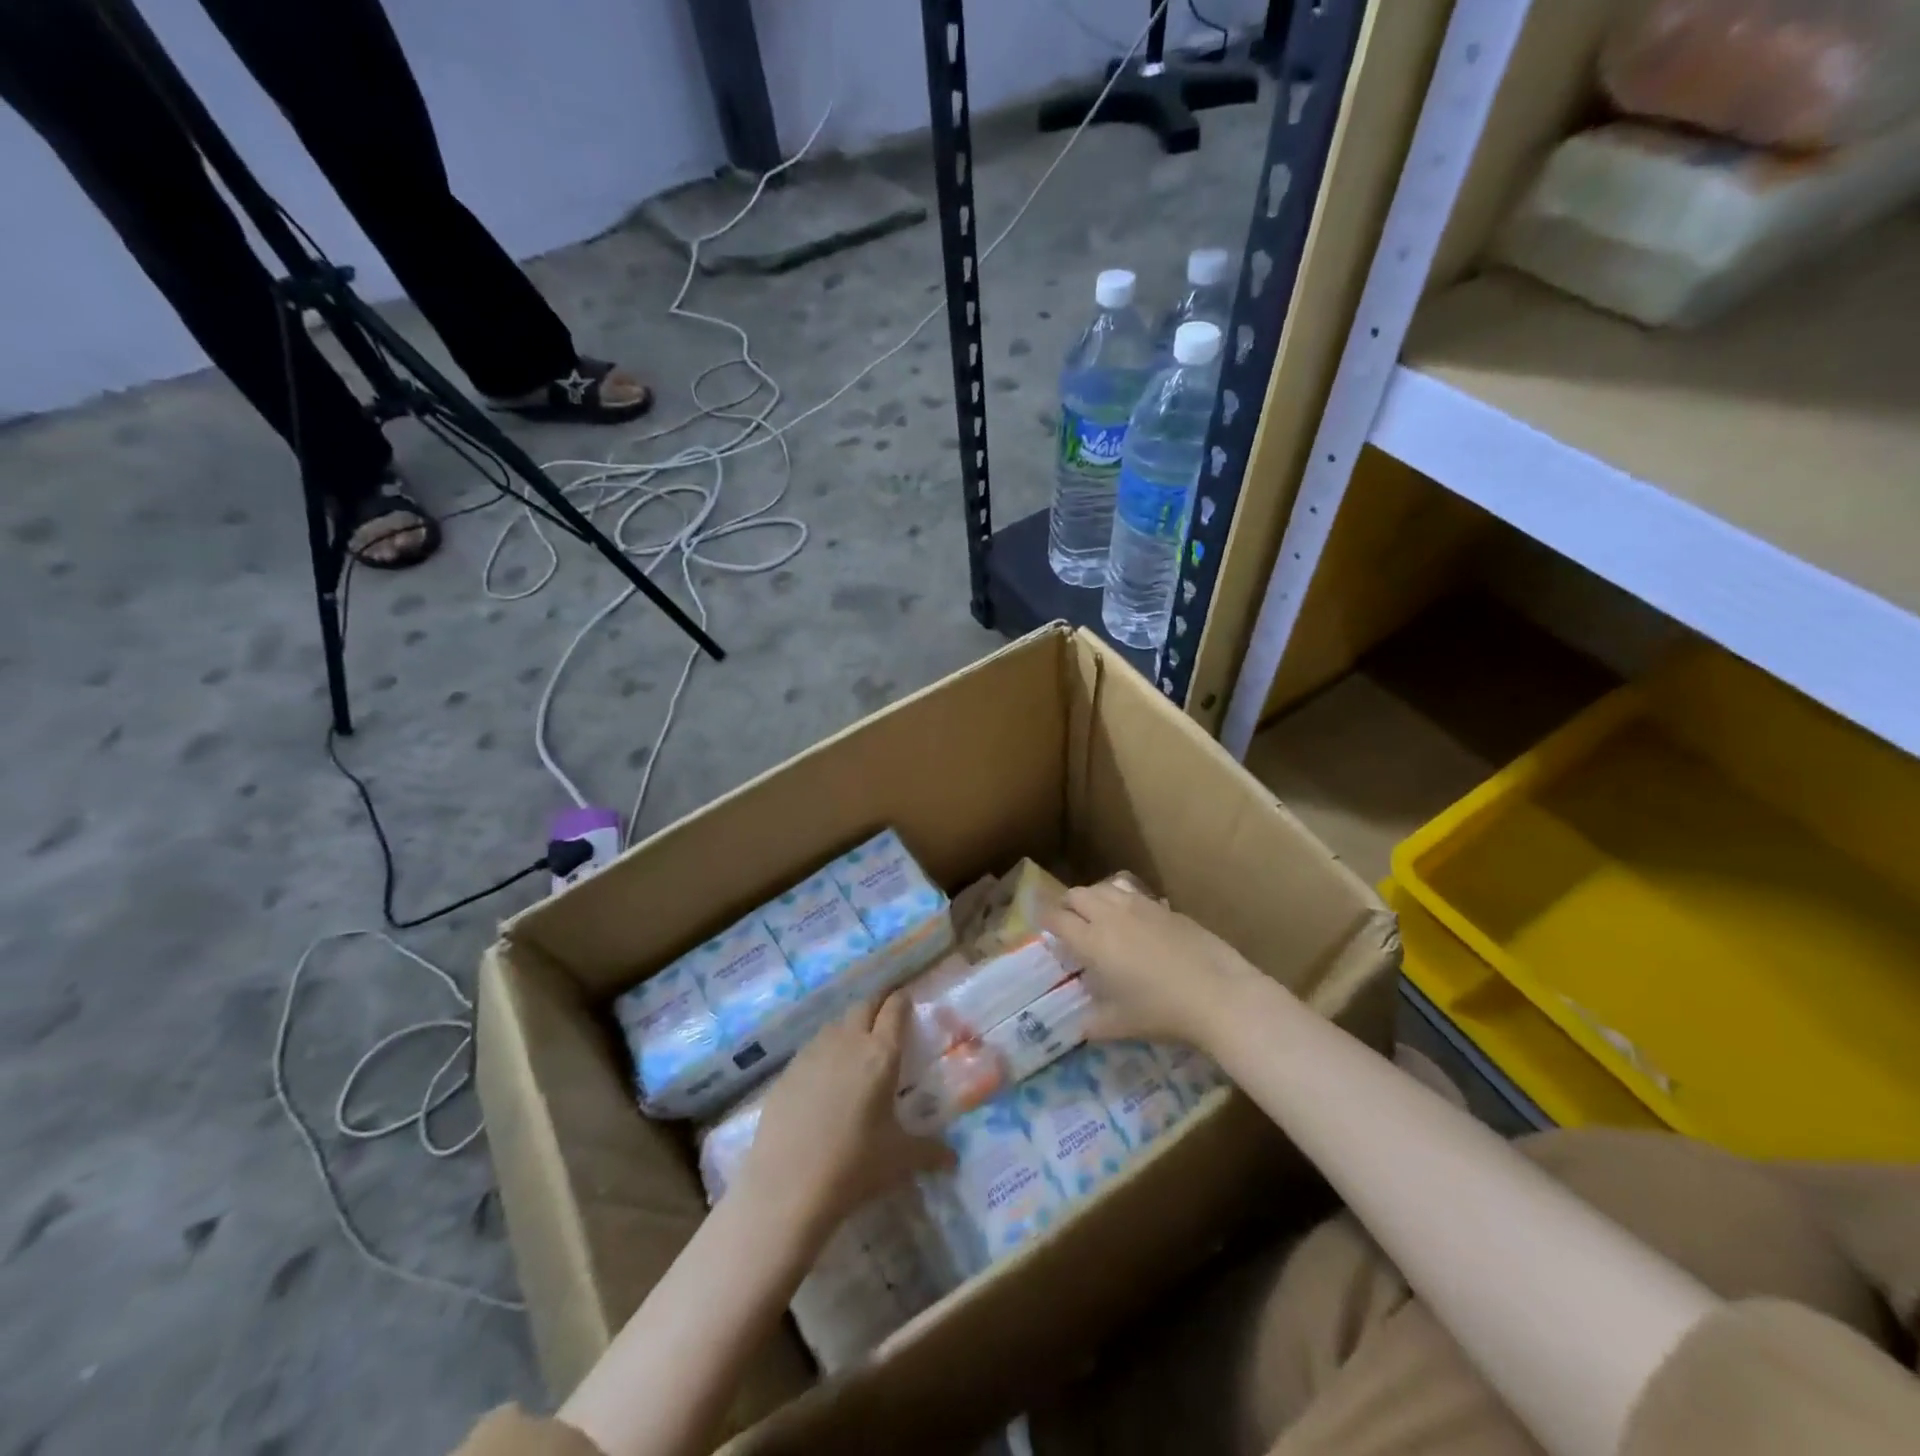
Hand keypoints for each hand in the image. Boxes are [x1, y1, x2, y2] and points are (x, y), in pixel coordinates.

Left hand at [735, 994, 953, 1238]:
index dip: (902, 1000)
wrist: (788, 1186)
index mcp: (881, 1054)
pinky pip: (811, 1048)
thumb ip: (930, 1152)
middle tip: (886, 1015)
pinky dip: (823, 1051)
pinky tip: (823, 1077)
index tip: (907, 999)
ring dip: (849, 1025)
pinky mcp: (787, 1071)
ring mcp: (813, 1053)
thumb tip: (953, 1159)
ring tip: (856, 1045)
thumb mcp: (900, 1159)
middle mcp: (848, 1042)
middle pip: (864, 1005)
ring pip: (835, 1023)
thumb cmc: (854, 1165)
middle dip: (877, 1004)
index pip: (894, 1009)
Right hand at [1042, 878, 1259, 1048]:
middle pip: (1077, 894)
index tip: (1042, 925)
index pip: (1057, 918)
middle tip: (1069, 923)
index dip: (1044, 918)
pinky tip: (1133, 922)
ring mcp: (1140, 906)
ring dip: (1094, 898)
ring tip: (1098, 917)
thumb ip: (1093, 1023)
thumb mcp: (1120, 1025)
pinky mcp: (1165, 907)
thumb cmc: (1161, 1011)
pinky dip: (1122, 902)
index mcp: (1092, 941)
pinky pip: (1132, 894)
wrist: (1217, 994)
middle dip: (1067, 905)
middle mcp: (1110, 915)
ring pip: (1104, 887)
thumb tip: (1079, 1026)